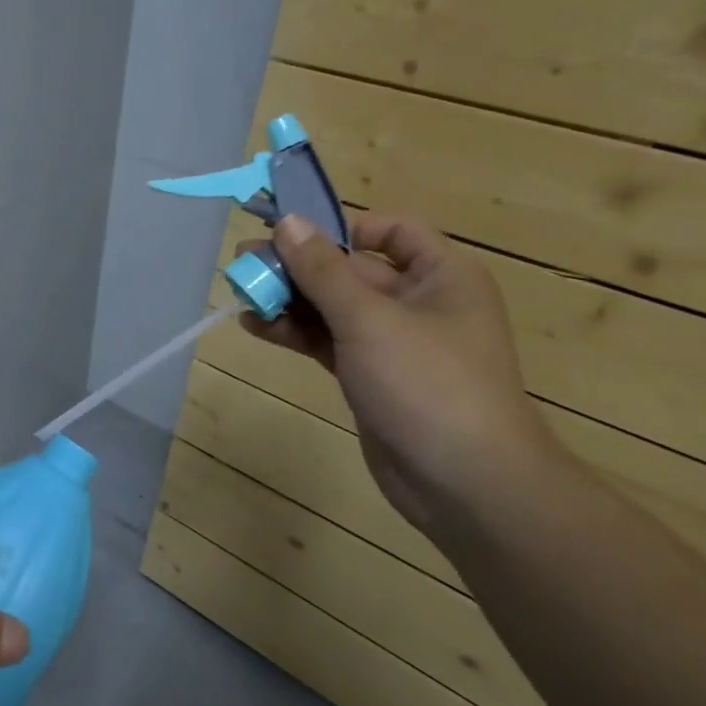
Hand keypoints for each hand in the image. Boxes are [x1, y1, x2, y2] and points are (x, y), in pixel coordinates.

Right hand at [238, 213, 556, 531]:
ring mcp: (393, 342)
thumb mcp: (369, 320)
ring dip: (289, 299)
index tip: (294, 233)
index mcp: (441, 276)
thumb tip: (287, 221)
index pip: (393, 231)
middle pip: (350, 269)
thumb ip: (323, 270)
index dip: (343, 226)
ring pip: (333, 307)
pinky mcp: (369, 376)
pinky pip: (327, 340)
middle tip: (244, 262)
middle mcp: (419, 302)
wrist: (465, 484)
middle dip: (298, 265)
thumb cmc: (428, 384)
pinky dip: (294, 332)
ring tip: (241, 292)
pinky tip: (256, 326)